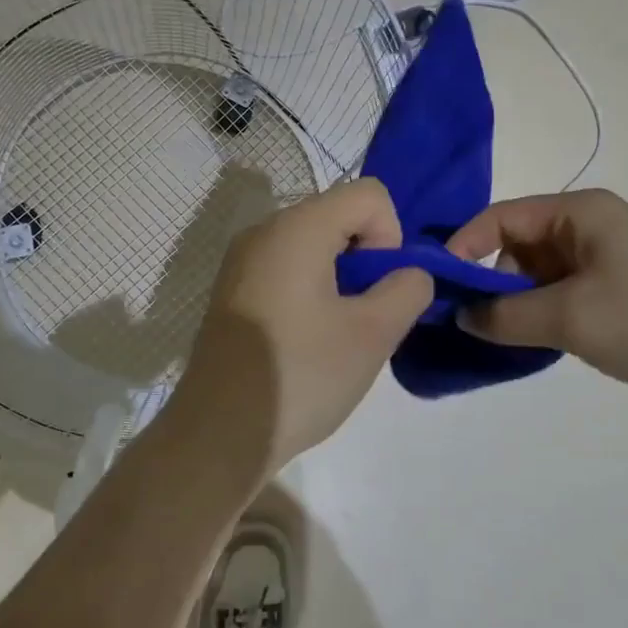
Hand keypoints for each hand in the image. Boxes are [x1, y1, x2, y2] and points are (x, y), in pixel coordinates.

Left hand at [168, 179, 433, 475]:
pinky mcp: (233, 290)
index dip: (390, 237)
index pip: (369, 194)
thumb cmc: (300, 376)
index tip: (378, 290)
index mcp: (297, 228)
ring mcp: (242, 261)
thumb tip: (409, 274)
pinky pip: (287, 268)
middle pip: (338, 216)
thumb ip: (408, 289)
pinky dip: (311, 291)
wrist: (219, 432)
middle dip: (366, 260)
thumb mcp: (373, 334)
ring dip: (340, 279)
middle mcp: (264, 231)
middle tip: (364, 317)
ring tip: (337, 334)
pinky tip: (308, 341)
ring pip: (314, 245)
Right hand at [448, 189, 627, 406]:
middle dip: (492, 282)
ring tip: (514, 339)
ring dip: (520, 303)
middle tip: (478, 324)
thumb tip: (460, 316)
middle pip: (517, 244)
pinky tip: (546, 342)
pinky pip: (566, 291)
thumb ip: (503, 316)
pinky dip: (546, 313)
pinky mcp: (624, 287)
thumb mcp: (569, 317)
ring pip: (540, 273)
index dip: (463, 248)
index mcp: (579, 211)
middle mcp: (592, 224)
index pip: (499, 217)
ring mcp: (610, 256)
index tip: (439, 289)